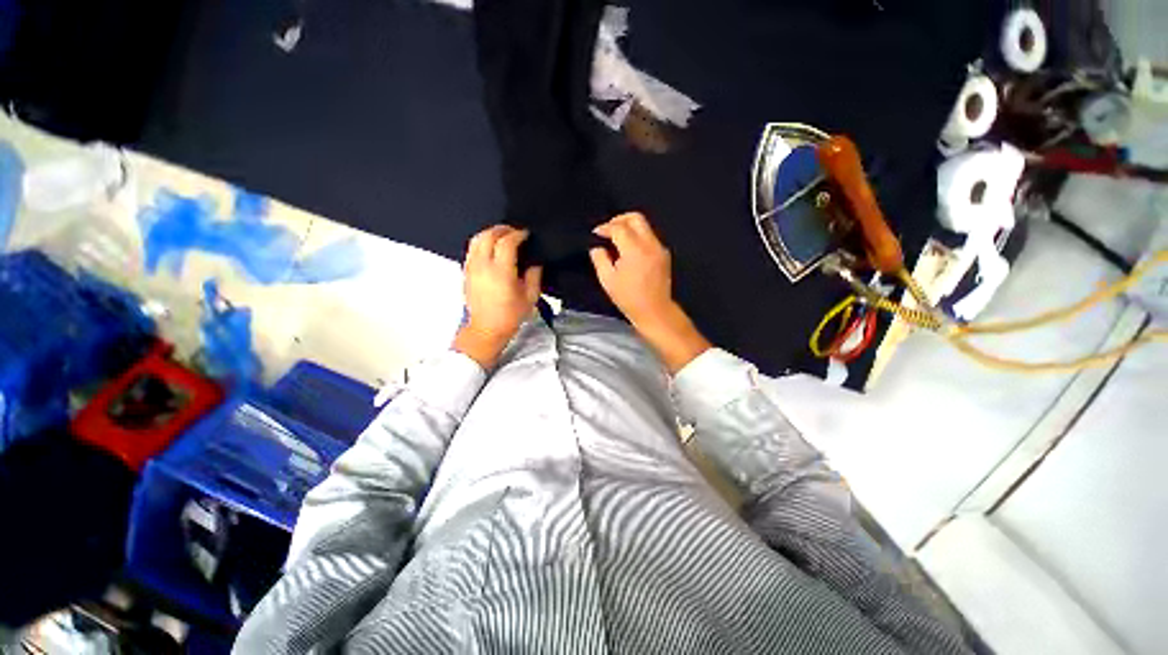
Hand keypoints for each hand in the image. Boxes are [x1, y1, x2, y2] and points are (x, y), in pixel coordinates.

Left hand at [454, 226, 541, 368]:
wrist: (486, 329)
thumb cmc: (509, 316)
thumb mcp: (530, 297)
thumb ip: (534, 275)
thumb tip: (534, 261)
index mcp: (501, 272)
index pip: (506, 242)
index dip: (518, 234)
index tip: (526, 234)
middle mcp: (483, 267)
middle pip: (488, 235)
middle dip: (503, 229)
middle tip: (515, 232)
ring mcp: (471, 268)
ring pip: (477, 239)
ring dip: (491, 233)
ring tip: (503, 236)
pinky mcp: (466, 272)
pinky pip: (472, 248)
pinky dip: (482, 242)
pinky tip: (492, 248)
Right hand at [589, 213, 675, 328]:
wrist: (655, 311)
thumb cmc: (629, 298)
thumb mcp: (607, 280)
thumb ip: (600, 259)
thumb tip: (597, 247)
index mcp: (635, 250)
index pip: (619, 228)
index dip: (605, 228)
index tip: (596, 234)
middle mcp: (650, 244)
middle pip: (636, 218)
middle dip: (619, 219)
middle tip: (608, 230)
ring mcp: (659, 248)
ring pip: (644, 226)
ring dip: (629, 228)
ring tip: (616, 241)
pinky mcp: (664, 254)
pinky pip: (649, 237)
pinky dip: (637, 237)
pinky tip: (628, 251)